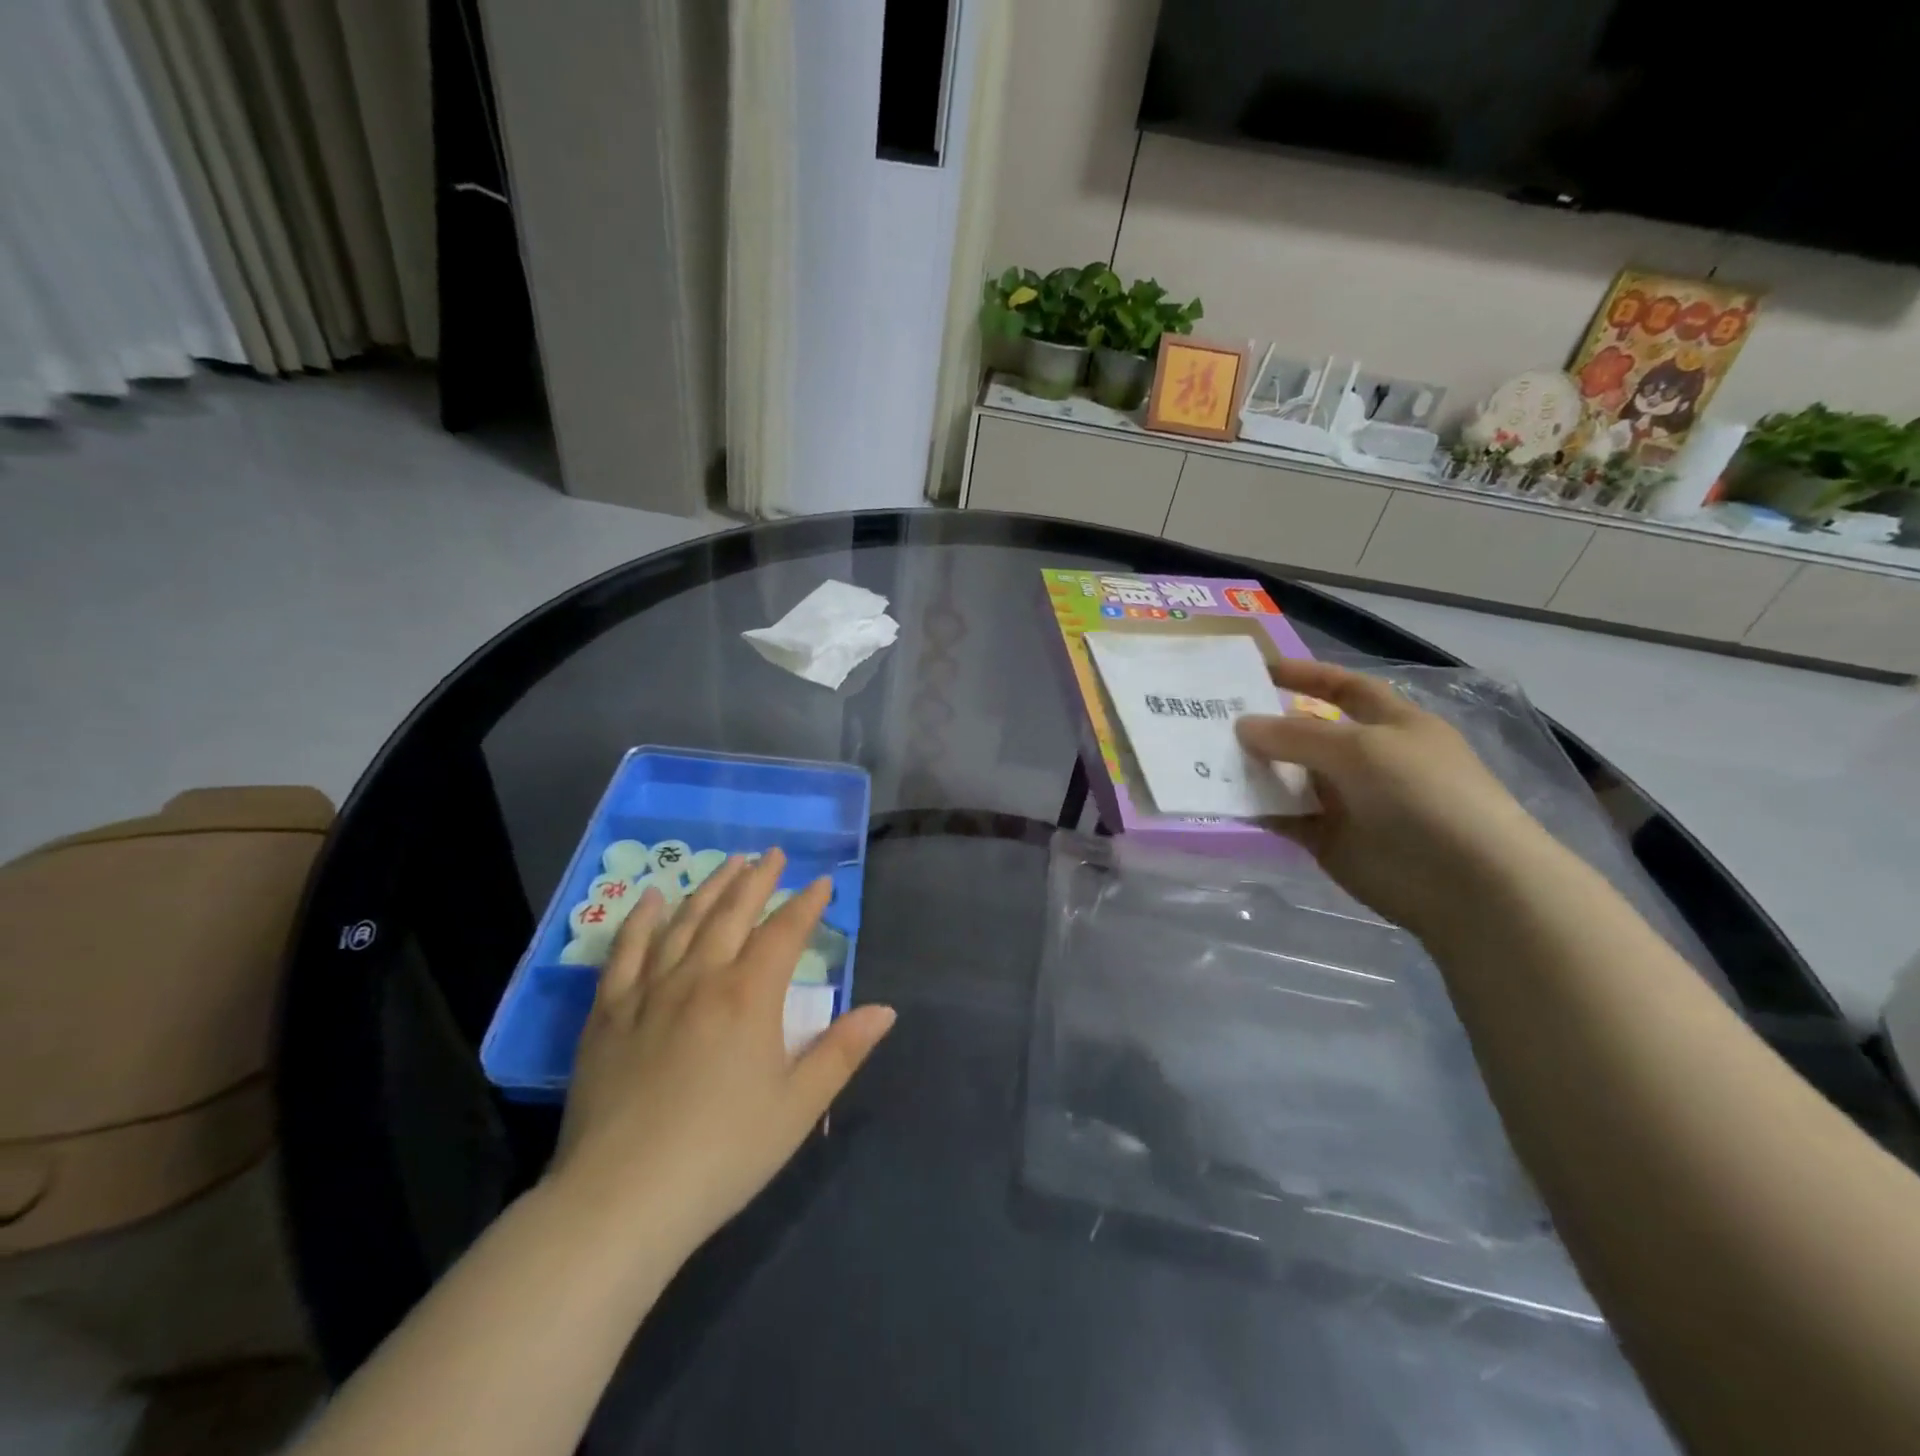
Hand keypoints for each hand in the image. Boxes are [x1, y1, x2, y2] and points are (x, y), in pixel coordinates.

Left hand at [544, 849, 895, 1254]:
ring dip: (710, 888)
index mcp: (749, 996)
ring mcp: (649, 991)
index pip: (784, 932)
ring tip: (729, 863)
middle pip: (733, 913)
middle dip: (758, 880)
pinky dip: (640, 920)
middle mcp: (700, 977)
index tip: (821, 883)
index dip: (806, 904)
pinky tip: (650, 899)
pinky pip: (624, 952)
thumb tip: (885, 1010)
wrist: (622, 1200)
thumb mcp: (799, 1107)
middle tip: (773, 854)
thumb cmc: (723, 1154)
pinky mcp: (608, 1013)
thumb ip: (842, 1052)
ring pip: (683, 921)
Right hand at [1236, 659, 1550, 934]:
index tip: (1256, 670)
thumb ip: (1296, 736)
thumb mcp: (1361, 749)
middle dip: (1266, 725)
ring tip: (1205, 757)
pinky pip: (1285, 817)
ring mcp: (1347, 801)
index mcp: (1391, 724)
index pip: (1344, 688)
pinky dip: (1257, 809)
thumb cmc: (1423, 794)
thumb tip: (1242, 725)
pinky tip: (1222, 799)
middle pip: (1307, 734)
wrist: (1465, 883)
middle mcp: (1366, 759)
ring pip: (1290, 777)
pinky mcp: (1329, 840)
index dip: (1306, 676)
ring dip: (1254, 768)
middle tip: (1211, 718)